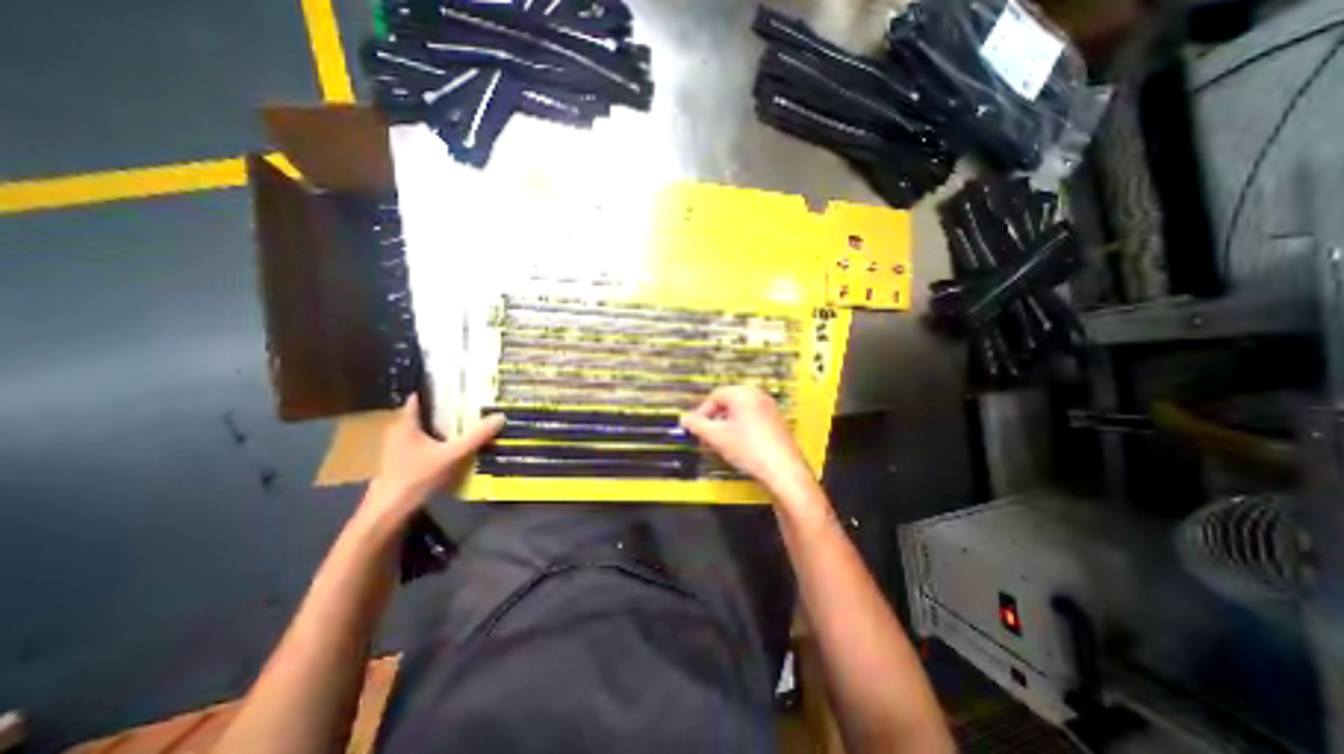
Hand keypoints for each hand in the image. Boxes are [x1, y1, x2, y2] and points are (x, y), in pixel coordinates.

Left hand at [362, 401, 502, 522]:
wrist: (389, 511)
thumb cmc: (417, 476)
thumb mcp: (452, 455)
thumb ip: (476, 437)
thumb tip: (500, 417)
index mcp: (406, 424)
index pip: (419, 398)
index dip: (436, 391)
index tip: (457, 387)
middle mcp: (398, 432)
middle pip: (424, 414)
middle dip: (445, 410)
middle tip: (470, 404)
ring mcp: (398, 448)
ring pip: (424, 430)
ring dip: (442, 427)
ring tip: (467, 422)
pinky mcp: (402, 462)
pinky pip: (423, 444)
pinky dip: (438, 441)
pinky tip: (455, 445)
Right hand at [678, 385, 813, 497]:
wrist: (782, 470)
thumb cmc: (749, 450)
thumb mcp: (716, 437)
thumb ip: (697, 425)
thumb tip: (685, 419)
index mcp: (743, 394)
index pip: (715, 396)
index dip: (702, 411)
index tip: (695, 426)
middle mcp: (758, 396)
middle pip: (728, 403)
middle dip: (713, 419)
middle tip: (706, 435)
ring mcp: (770, 409)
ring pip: (740, 412)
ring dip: (726, 425)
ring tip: (720, 443)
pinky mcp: (777, 423)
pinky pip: (752, 419)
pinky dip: (741, 429)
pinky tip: (737, 446)